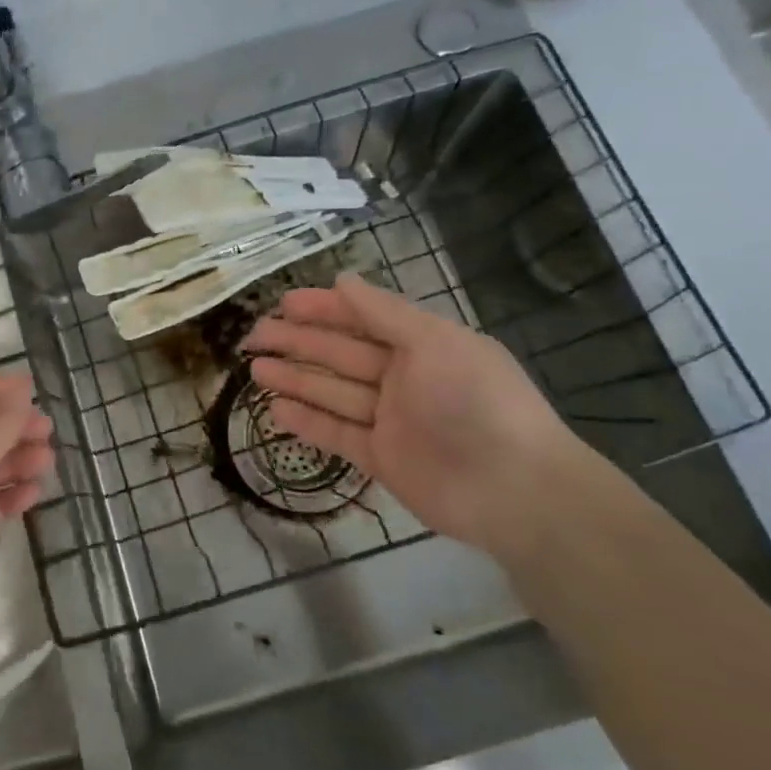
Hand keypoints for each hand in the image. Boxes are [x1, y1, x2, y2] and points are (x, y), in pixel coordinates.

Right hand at [241, 273, 602, 557]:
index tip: (284, 303)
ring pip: (333, 392)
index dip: (324, 309)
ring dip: (295, 379)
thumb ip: (384, 312)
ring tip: (255, 369)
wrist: (515, 490)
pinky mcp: (381, 458)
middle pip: (341, 354)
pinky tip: (275, 410)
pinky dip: (307, 421)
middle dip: (298, 342)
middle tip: (255, 335)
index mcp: (422, 345)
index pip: (363, 319)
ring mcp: (391, 420)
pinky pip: (337, 433)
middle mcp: (404, 378)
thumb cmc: (475, 401)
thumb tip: (343, 279)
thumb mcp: (434, 343)